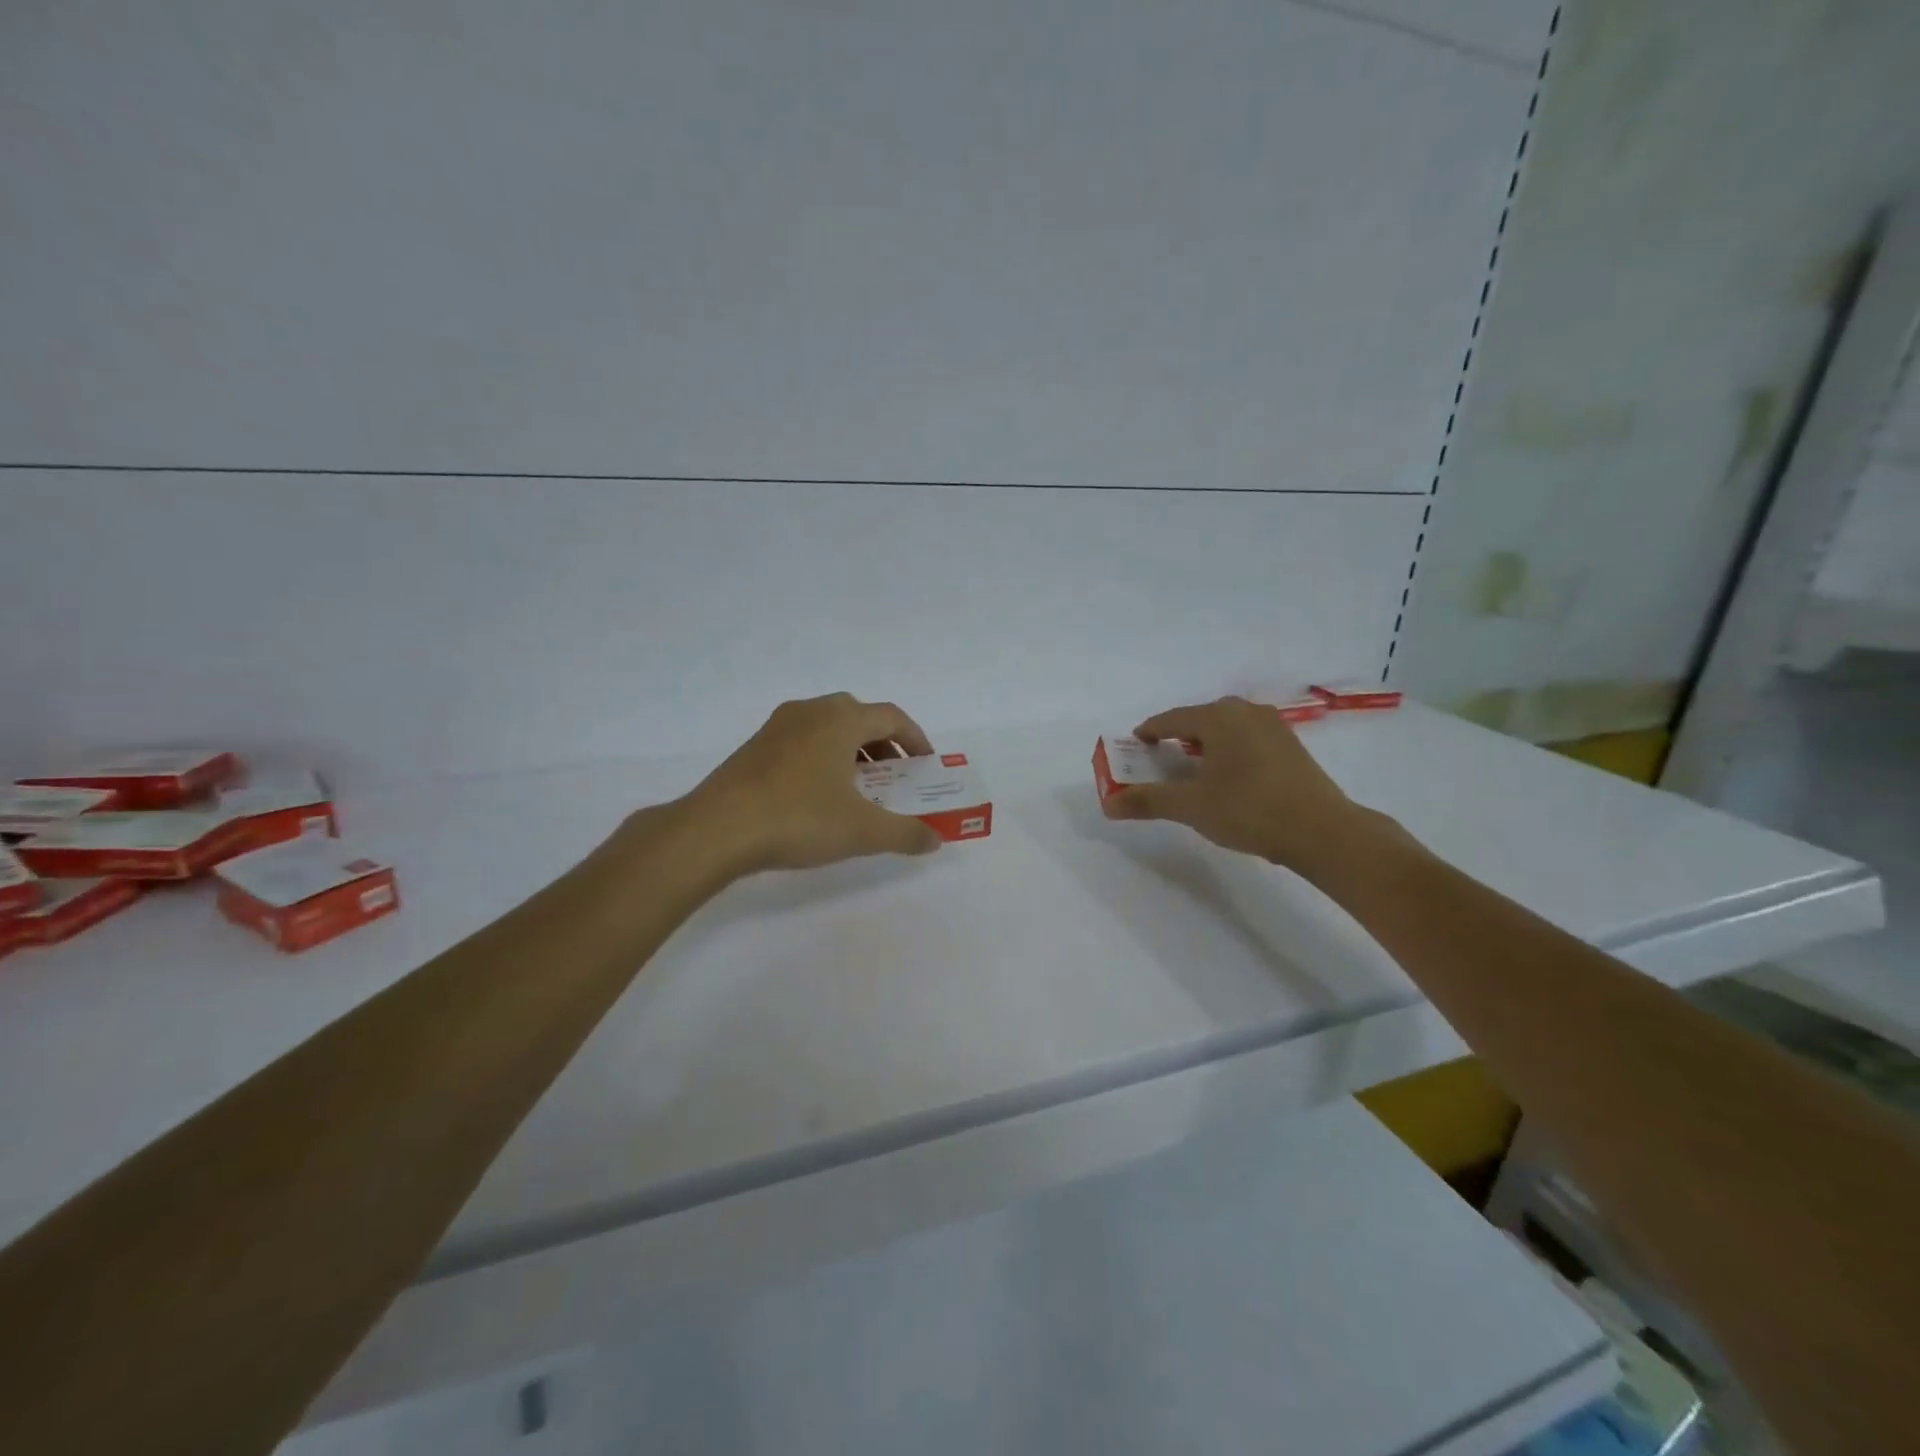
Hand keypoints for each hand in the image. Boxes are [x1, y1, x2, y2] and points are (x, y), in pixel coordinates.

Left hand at [681, 693, 944, 874]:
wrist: (716, 829)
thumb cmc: (798, 819)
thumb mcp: (862, 831)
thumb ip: (905, 833)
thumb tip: (935, 840)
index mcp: (840, 719)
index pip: (891, 717)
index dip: (915, 739)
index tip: (925, 765)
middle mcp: (810, 712)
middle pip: (859, 717)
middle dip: (884, 745)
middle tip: (895, 776)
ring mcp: (777, 727)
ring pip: (827, 728)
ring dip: (851, 751)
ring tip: (859, 788)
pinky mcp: (754, 747)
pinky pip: (802, 742)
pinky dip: (823, 758)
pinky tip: (818, 795)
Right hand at [1100, 696, 1362, 869]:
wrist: (1323, 831)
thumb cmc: (1250, 810)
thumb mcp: (1191, 807)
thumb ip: (1148, 800)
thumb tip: (1109, 804)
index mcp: (1217, 717)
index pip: (1169, 720)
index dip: (1146, 735)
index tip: (1132, 751)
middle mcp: (1245, 712)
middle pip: (1197, 720)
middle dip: (1174, 740)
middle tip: (1158, 764)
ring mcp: (1272, 726)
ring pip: (1224, 729)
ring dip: (1202, 746)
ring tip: (1190, 772)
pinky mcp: (1290, 745)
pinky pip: (1245, 739)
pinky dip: (1227, 752)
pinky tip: (1227, 778)